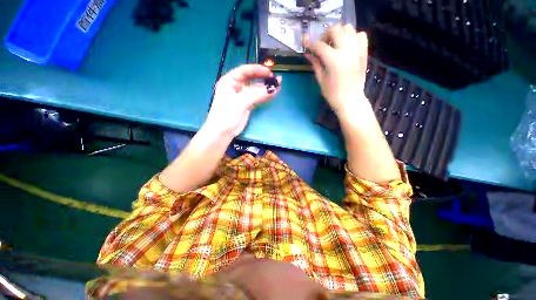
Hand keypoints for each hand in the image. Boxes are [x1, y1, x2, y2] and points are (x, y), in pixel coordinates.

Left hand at [205, 64, 281, 136]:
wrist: (223, 132)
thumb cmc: (227, 114)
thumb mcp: (241, 102)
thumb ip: (257, 94)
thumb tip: (273, 89)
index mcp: (229, 81)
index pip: (245, 70)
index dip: (258, 70)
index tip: (270, 73)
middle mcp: (236, 86)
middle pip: (252, 78)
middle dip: (264, 78)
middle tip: (276, 79)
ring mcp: (242, 95)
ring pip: (256, 88)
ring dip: (266, 87)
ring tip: (278, 86)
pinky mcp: (246, 104)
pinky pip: (257, 97)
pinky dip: (264, 95)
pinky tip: (273, 94)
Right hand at [305, 24, 368, 114]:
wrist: (350, 100)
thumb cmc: (333, 94)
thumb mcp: (321, 79)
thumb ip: (315, 64)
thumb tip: (308, 54)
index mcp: (334, 60)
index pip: (320, 45)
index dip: (311, 45)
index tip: (308, 48)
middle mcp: (347, 51)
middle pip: (335, 29)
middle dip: (326, 35)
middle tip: (323, 46)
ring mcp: (357, 50)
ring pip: (348, 28)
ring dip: (339, 33)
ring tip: (335, 45)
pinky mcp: (364, 52)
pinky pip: (360, 35)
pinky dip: (353, 36)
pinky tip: (347, 46)